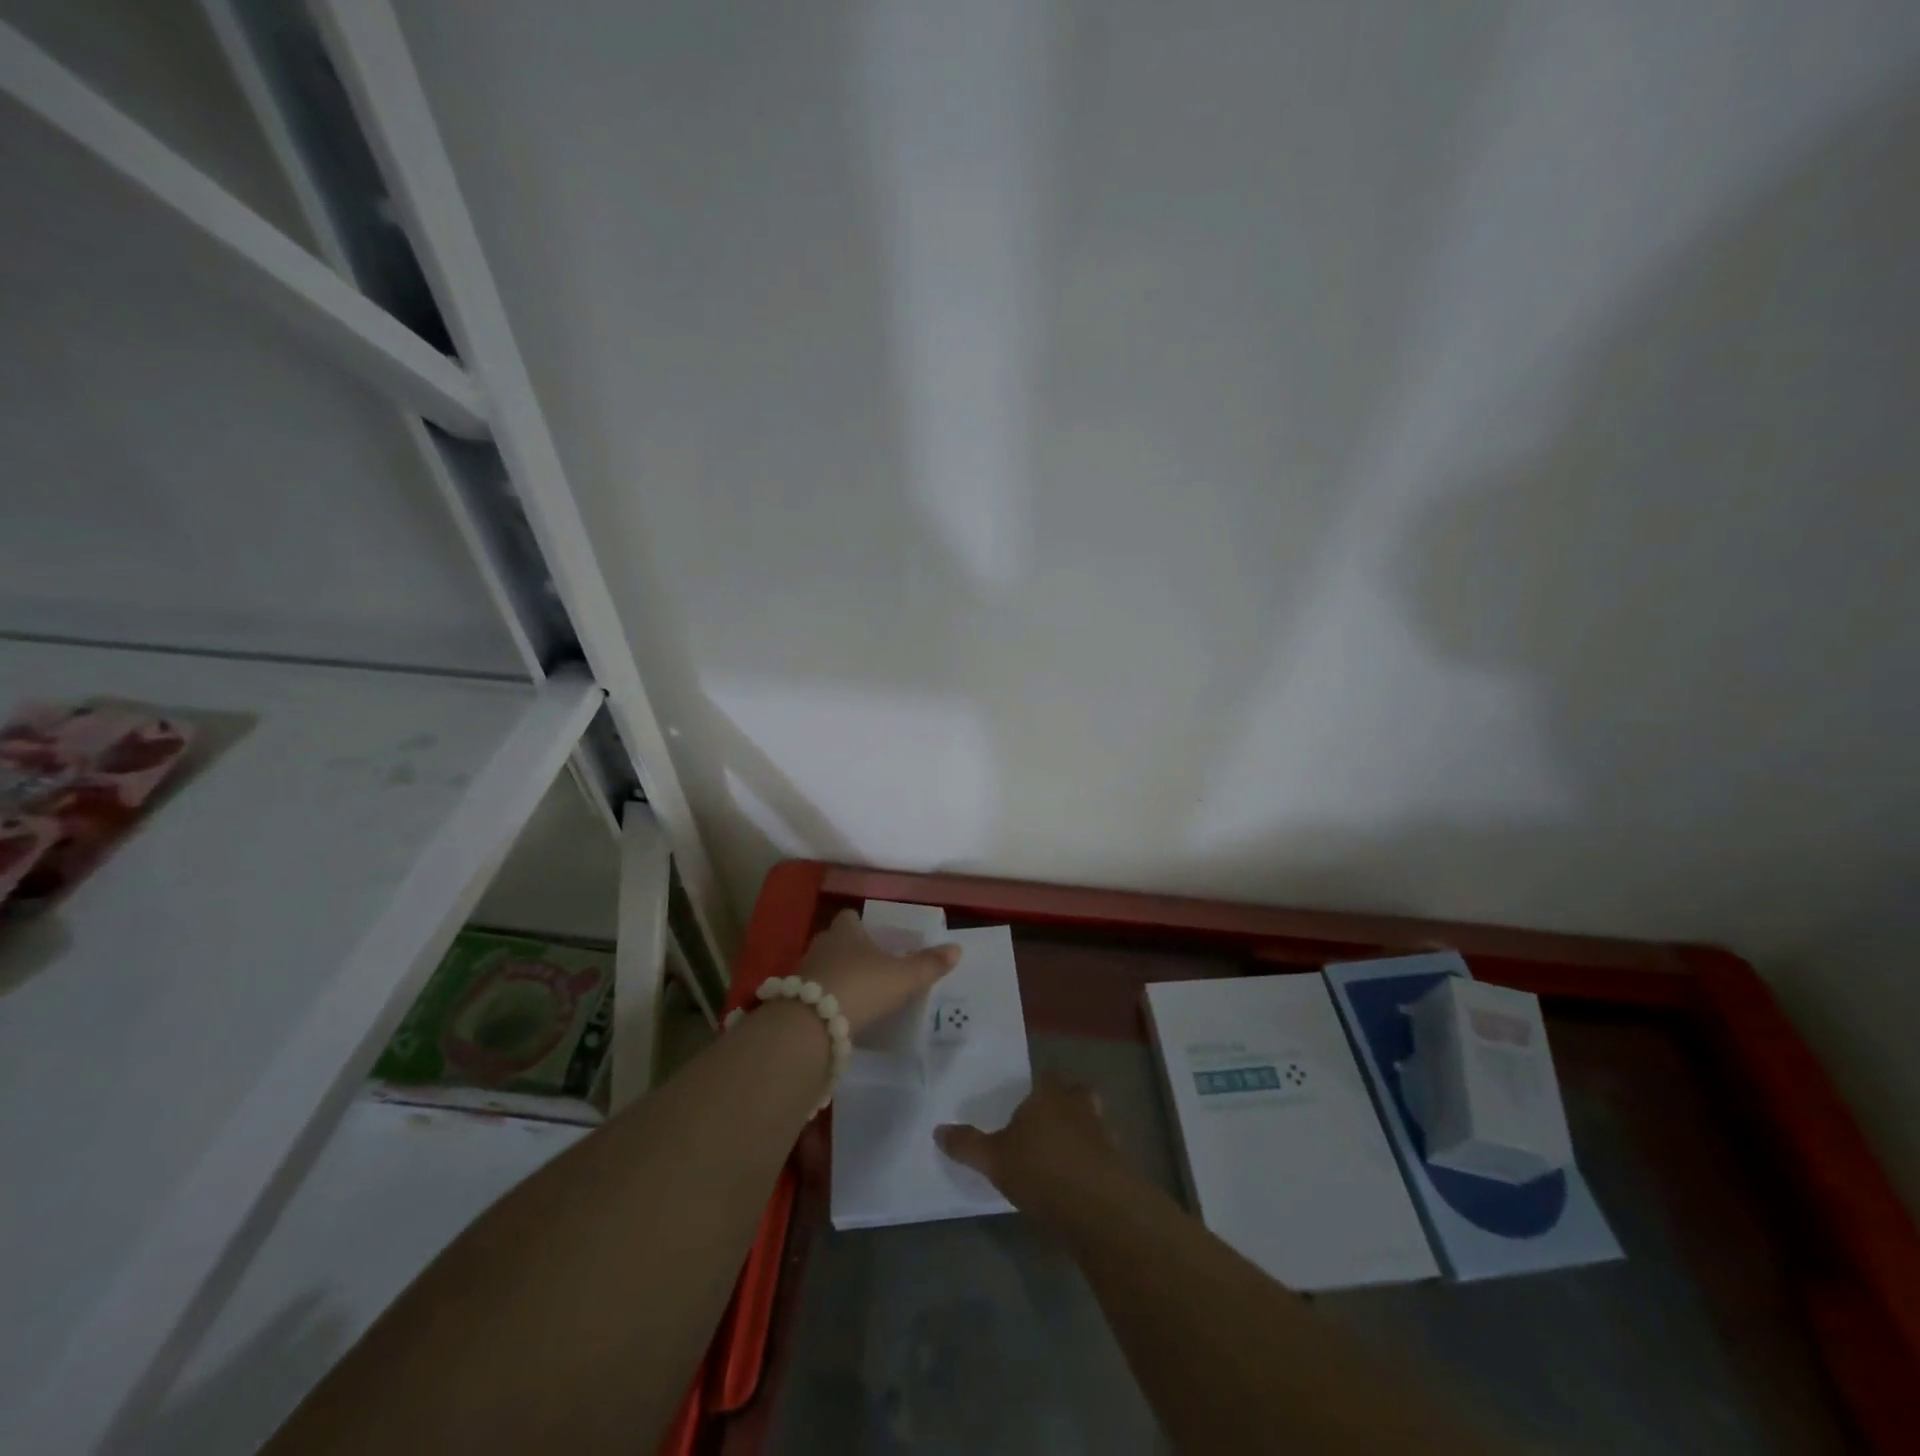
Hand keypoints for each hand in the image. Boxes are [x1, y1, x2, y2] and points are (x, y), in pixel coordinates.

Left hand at [792, 909, 958, 1036]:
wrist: (811, 1023)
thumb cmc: (861, 986)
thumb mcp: (902, 977)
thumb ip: (928, 964)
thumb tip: (957, 948)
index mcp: (846, 932)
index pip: (849, 917)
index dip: (860, 924)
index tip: (874, 935)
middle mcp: (821, 945)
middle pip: (834, 940)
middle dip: (849, 950)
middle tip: (870, 964)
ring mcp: (803, 972)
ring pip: (822, 966)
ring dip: (835, 975)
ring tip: (856, 991)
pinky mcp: (792, 999)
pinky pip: (812, 992)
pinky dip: (824, 998)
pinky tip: (838, 1013)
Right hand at [935, 1076, 1132, 1225]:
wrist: (1097, 1206)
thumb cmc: (1040, 1169)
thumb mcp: (994, 1160)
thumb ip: (967, 1145)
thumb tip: (938, 1129)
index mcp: (1048, 1096)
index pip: (1046, 1078)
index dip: (1039, 1087)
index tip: (1028, 1102)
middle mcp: (1078, 1106)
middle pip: (1076, 1094)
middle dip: (1066, 1104)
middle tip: (1048, 1123)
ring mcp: (1103, 1133)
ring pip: (1093, 1122)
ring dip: (1082, 1133)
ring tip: (1063, 1155)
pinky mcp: (1118, 1164)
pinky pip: (1102, 1154)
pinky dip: (1092, 1162)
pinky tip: (1079, 1182)